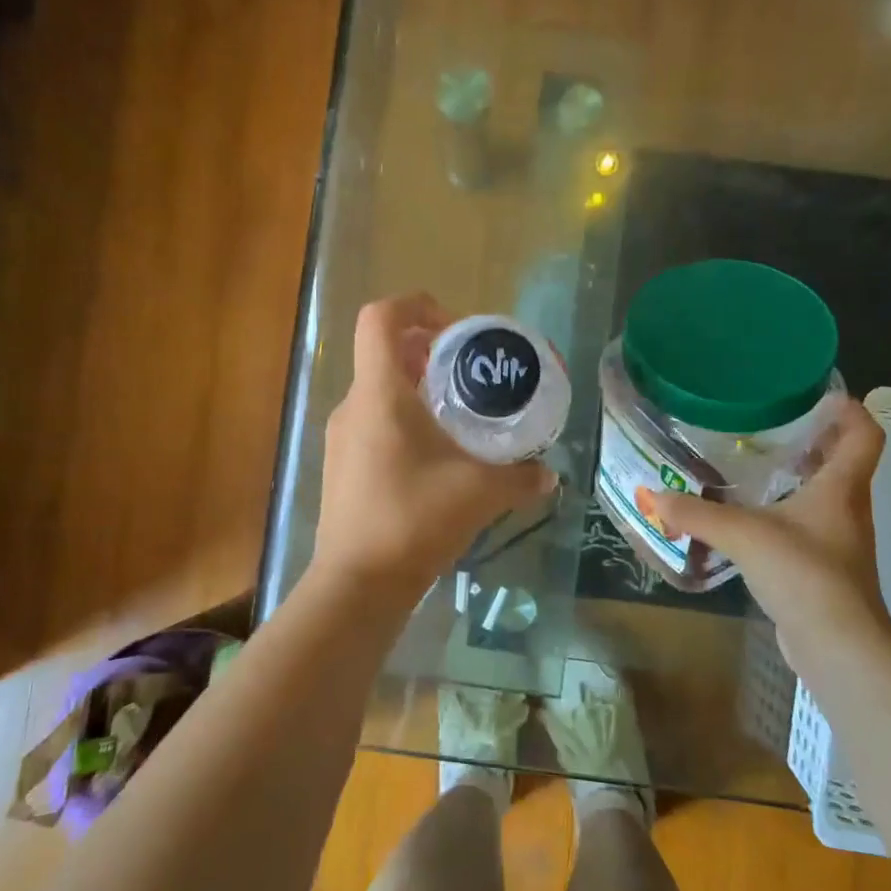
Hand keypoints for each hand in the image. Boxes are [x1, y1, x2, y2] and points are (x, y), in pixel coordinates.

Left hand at [312, 295, 556, 601]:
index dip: (417, 306)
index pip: (380, 319)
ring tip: (461, 417)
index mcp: (379, 394)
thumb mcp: (480, 493)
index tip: (457, 330)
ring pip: (379, 390)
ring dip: (418, 390)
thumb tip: (548, 474)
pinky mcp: (342, 466)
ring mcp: (341, 437)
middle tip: (472, 375)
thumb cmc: (414, 520)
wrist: (357, 584)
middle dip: (429, 352)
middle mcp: (353, 406)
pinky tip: (437, 457)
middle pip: (385, 353)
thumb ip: (520, 477)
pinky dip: (404, 421)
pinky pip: (373, 422)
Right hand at [650, 396, 890, 670]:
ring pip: (823, 494)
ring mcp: (838, 540)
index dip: (849, 410)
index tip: (818, 395)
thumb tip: (653, 495)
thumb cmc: (803, 574)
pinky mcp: (823, 568)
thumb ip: (696, 513)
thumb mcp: (743, 535)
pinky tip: (749, 517)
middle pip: (843, 461)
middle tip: (769, 424)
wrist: (838, 646)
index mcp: (841, 488)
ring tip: (752, 464)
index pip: (864, 434)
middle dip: (813, 439)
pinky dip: (784, 511)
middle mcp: (847, 508)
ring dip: (797, 476)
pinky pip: (806, 524)